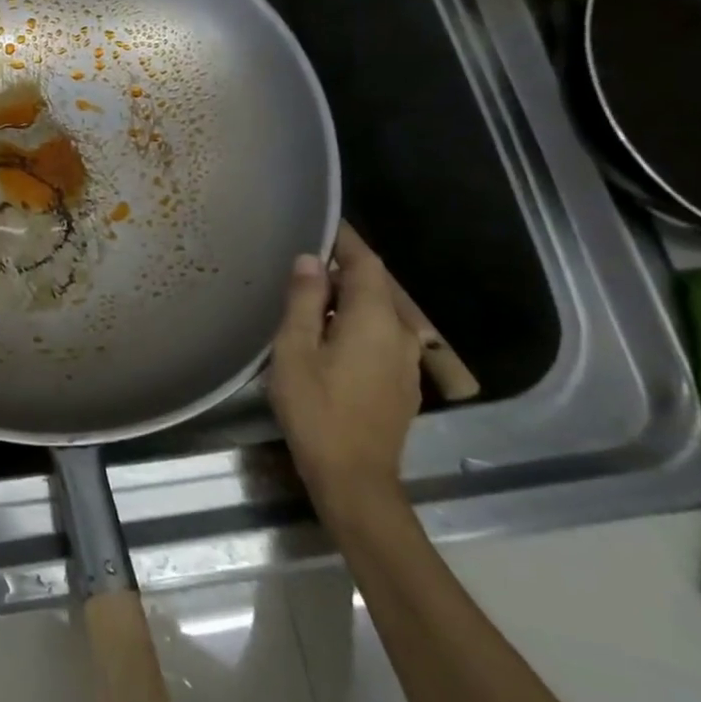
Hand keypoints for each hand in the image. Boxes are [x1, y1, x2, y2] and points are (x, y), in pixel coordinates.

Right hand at [269, 225, 421, 520]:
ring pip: (379, 314)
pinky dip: (356, 324)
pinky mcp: (401, 384)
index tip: (323, 223)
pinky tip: (330, 338)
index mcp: (373, 320)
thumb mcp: (295, 350)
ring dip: (349, 299)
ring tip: (311, 297)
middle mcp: (400, 334)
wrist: (354, 478)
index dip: (346, 241)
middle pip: (375, 287)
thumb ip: (304, 301)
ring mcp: (405, 362)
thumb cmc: (316, 409)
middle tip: (304, 262)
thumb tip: (311, 260)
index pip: (366, 265)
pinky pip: (380, 338)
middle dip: (343, 269)